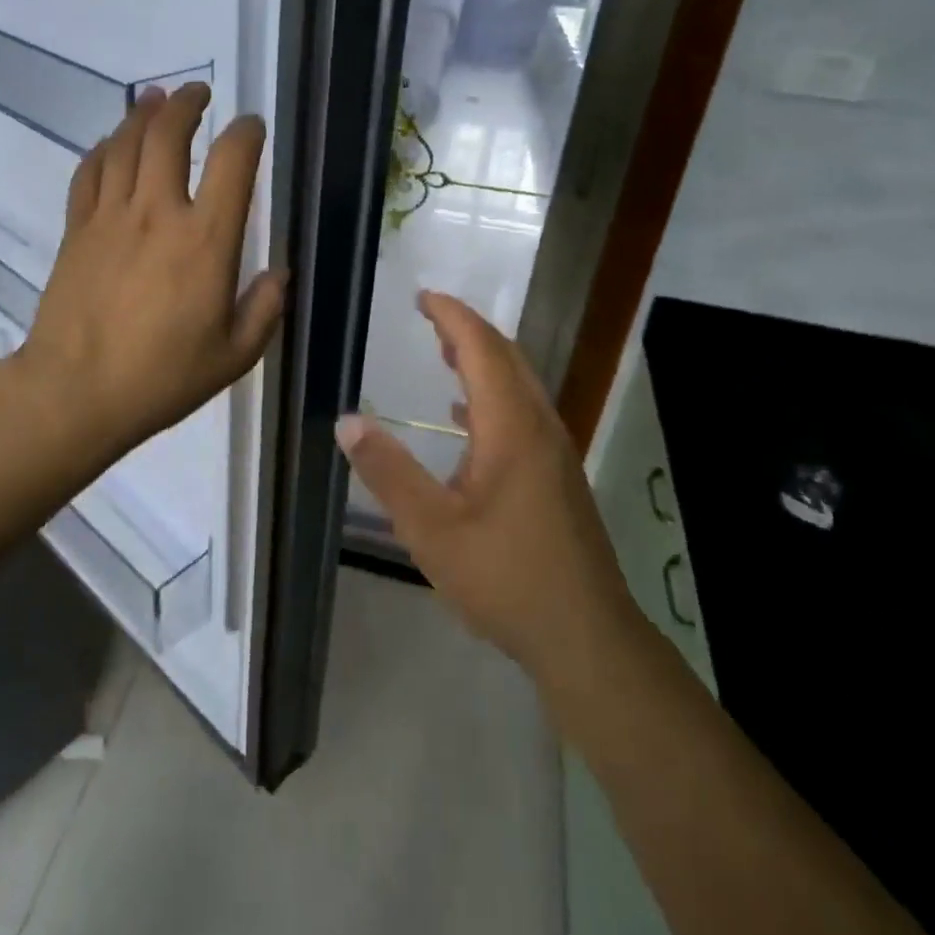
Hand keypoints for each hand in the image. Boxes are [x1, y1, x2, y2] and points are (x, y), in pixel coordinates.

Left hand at [17, 83, 286, 463]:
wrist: (76, 392)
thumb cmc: (162, 377)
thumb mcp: (234, 355)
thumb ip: (264, 309)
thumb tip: (279, 274)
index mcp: (206, 241)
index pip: (231, 163)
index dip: (245, 133)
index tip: (251, 126)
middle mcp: (158, 213)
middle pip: (168, 135)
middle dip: (186, 104)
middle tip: (198, 91)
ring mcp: (110, 217)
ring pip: (125, 144)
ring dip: (143, 113)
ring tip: (155, 97)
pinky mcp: (77, 230)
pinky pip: (89, 173)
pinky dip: (103, 148)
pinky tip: (112, 142)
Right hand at [335, 292, 638, 682]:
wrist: (586, 637)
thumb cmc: (505, 577)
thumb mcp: (431, 528)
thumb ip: (388, 472)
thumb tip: (348, 422)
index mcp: (512, 427)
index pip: (483, 349)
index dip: (453, 317)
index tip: (423, 297)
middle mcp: (540, 427)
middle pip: (507, 359)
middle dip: (469, 331)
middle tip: (430, 317)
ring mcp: (555, 453)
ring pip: (519, 387)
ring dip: (483, 361)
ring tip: (445, 353)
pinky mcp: (558, 478)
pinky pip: (523, 414)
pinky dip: (492, 397)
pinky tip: (465, 420)